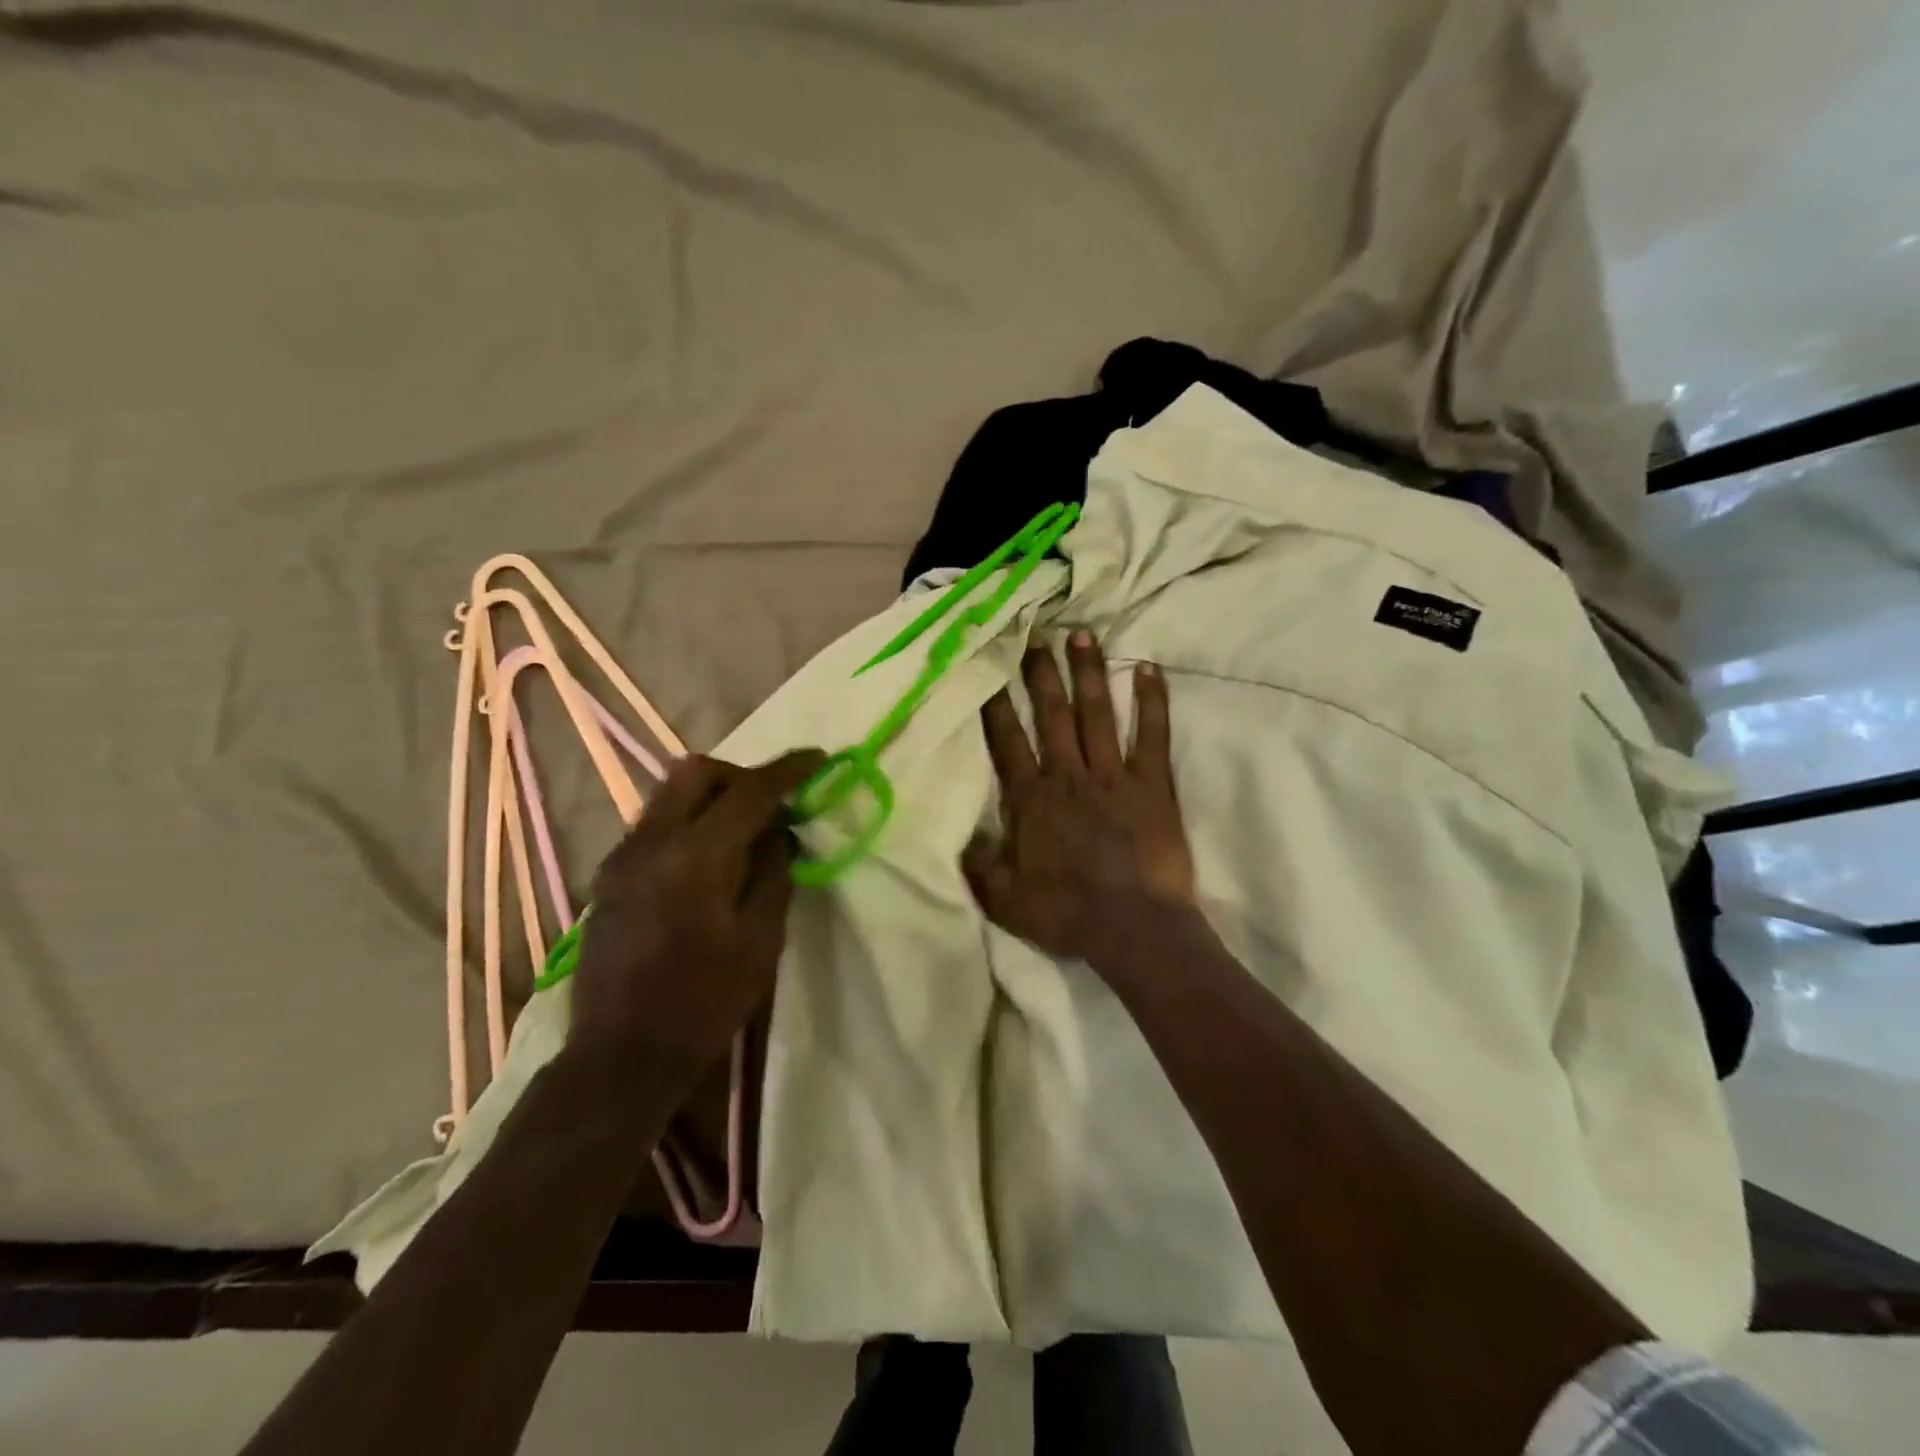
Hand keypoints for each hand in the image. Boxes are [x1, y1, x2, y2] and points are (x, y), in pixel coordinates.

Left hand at [568, 750, 823, 1087]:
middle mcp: (649, 843)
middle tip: (772, 803)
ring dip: (712, 796)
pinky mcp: (609, 876)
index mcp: (693, 858)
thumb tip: (779, 831)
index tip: (819, 757)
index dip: (787, 770)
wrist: (620, 1056)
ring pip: (669, 794)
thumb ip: (773, 874)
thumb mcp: (760, 942)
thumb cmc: (703, 1003)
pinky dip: (689, 821)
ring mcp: (621, 857)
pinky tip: (708, 862)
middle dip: (740, 774)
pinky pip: (655, 824)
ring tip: (744, 833)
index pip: (747, 791)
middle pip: (695, 771)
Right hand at [962, 631, 1193, 965]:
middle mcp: (1067, 775)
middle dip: (1040, 673)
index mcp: (1031, 799)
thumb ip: (979, 862)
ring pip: (1095, 713)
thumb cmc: (1065, 912)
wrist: (1131, 928)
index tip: (988, 669)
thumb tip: (961, 833)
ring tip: (1081, 635)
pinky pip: (1151, 735)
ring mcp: (1112, 776)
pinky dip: (1152, 701)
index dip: (996, 704)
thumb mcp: (1003, 898)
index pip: (1007, 741)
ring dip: (1087, 673)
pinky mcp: (1151, 785)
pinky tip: (1148, 668)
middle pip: (1051, 714)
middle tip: (1034, 634)